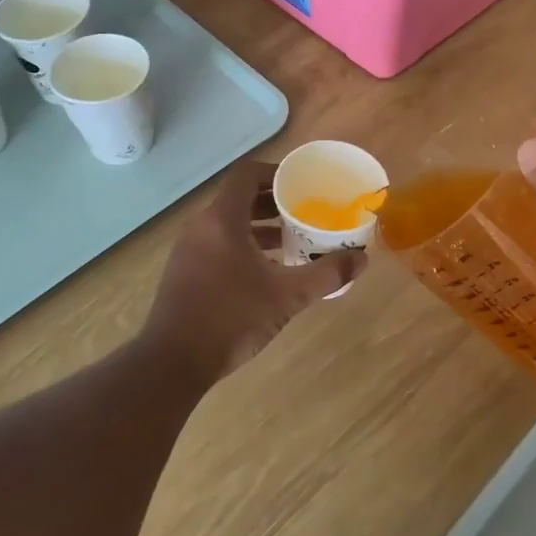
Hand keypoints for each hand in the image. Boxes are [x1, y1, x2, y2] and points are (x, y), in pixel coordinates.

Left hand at [145, 160, 364, 383]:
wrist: (173, 362)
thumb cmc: (231, 317)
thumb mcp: (286, 296)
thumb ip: (326, 274)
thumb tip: (362, 259)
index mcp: (222, 219)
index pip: (247, 175)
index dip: (276, 174)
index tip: (302, 185)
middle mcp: (201, 226)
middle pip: (239, 198)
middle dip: (273, 202)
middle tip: (305, 212)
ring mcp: (188, 250)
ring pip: (228, 224)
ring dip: (259, 226)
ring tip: (292, 240)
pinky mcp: (184, 272)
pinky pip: (218, 244)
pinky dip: (243, 246)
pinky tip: (267, 271)